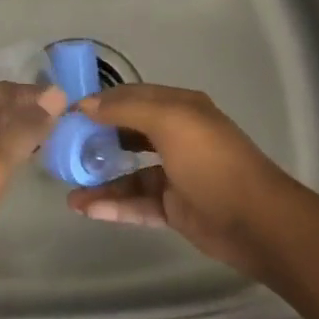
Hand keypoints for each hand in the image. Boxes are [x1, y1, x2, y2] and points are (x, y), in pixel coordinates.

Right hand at [64, 85, 305, 280]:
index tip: (66, 114)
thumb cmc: (212, 162)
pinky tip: (86, 209)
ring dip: (100, 179)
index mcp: (180, 109)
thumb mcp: (170, 122)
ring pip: (129, 173)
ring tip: (68, 189)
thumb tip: (86, 104)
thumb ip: (126, 109)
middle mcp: (177, 137)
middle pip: (127, 133)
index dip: (100, 102)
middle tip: (62, 150)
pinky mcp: (174, 208)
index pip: (132, 97)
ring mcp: (176, 174)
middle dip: (96, 139)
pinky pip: (136, 203)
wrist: (256, 221)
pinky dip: (113, 205)